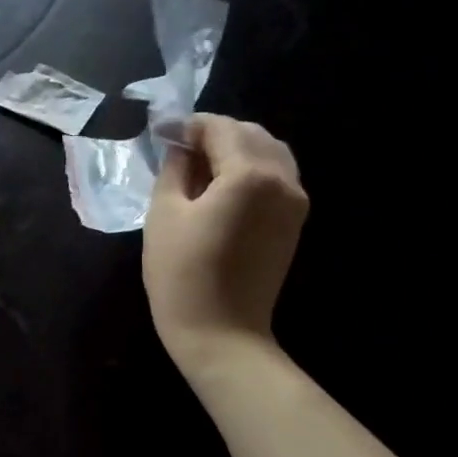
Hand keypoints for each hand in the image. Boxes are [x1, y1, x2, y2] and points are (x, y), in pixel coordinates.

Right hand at [143, 114, 307, 367]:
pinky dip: (249, 170)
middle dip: (214, 134)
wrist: (220, 331)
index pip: (221, 128)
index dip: (189, 125)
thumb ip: (174, 170)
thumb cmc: (181, 273)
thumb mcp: (164, 215)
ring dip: (234, 150)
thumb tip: (179, 146)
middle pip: (251, 134)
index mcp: (250, 174)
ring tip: (198, 169)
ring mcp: (295, 202)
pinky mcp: (294, 222)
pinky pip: (275, 177)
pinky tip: (220, 189)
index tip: (162, 133)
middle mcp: (283, 180)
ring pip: (269, 153)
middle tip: (177, 150)